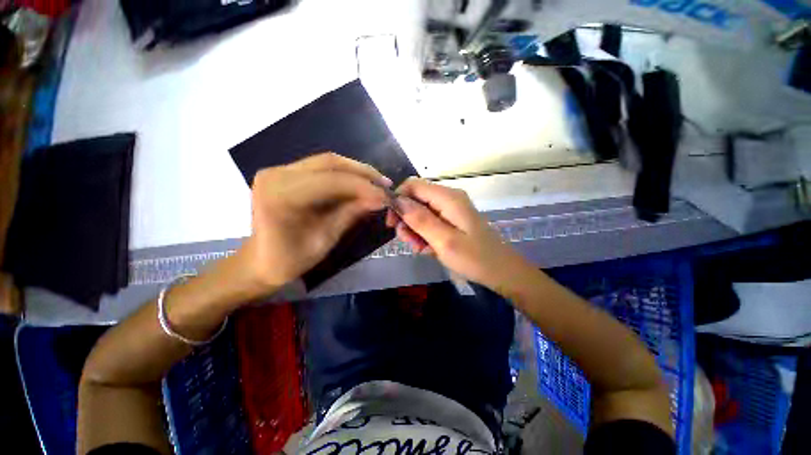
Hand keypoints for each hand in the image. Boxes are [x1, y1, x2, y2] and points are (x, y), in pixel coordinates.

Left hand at [238, 153, 389, 294]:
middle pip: (330, 163)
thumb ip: (351, 213)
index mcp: (281, 196)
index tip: (387, 196)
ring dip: (355, 171)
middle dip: (362, 172)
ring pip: (327, 162)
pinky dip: (344, 175)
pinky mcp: (284, 172)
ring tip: (377, 183)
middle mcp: (276, 175)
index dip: (363, 187)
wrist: (260, 261)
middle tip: (385, 184)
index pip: (331, 181)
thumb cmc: (291, 259)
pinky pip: (321, 168)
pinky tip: (359, 183)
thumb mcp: (326, 239)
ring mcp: (278, 170)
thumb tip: (380, 199)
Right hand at [387, 177, 531, 288]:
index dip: (398, 200)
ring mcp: (450, 209)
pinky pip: (430, 222)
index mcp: (448, 197)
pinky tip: (428, 249)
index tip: (392, 223)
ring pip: (420, 212)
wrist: (501, 271)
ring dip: (415, 230)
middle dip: (407, 220)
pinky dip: (424, 235)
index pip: (413, 185)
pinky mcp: (451, 220)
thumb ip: (420, 219)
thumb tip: (397, 200)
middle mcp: (448, 198)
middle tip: (409, 242)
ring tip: (420, 249)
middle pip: (415, 199)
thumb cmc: (474, 258)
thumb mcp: (444, 241)